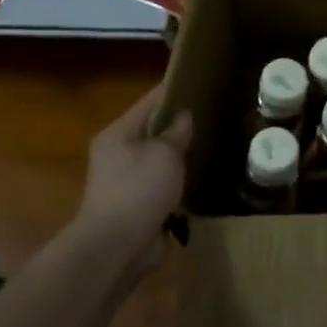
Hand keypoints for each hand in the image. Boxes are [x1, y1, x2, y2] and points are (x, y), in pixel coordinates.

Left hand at [73, 82, 194, 289]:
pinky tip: (197, 178)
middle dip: (177, 124)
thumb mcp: (164, 154)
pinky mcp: (136, 206)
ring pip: (156, 159)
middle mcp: (117, 154)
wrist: (116, 246)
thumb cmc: (138, 190)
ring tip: (208, 144)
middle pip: (151, 131)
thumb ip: (176, 133)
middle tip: (210, 114)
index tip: (196, 80)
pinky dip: (176, 182)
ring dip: (177, 156)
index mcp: (118, 134)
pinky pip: (160, 185)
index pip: (149, 102)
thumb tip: (183, 117)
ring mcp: (124, 182)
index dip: (172, 90)